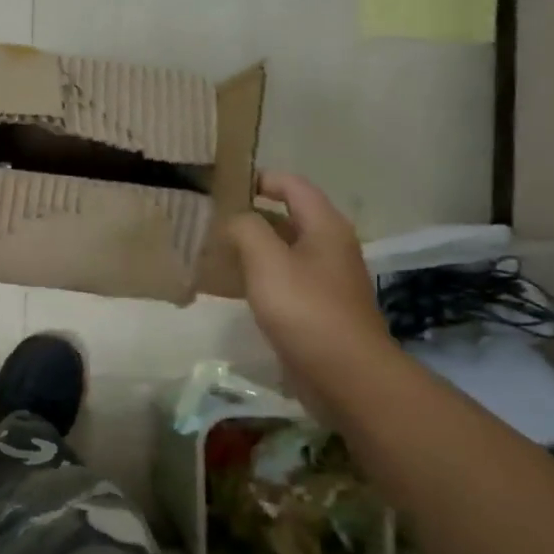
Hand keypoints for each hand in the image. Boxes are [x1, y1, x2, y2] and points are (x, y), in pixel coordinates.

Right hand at [228, 171, 394, 418]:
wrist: (345, 374)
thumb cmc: (306, 310)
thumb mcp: (268, 261)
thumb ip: (246, 229)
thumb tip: (234, 219)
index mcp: (324, 227)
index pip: (292, 185)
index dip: (259, 179)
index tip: (221, 185)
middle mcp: (329, 246)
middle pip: (287, 216)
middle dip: (249, 214)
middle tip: (208, 218)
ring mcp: (325, 279)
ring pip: (282, 250)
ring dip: (251, 247)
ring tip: (212, 249)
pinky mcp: (316, 307)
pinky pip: (283, 279)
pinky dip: (258, 275)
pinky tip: (232, 286)